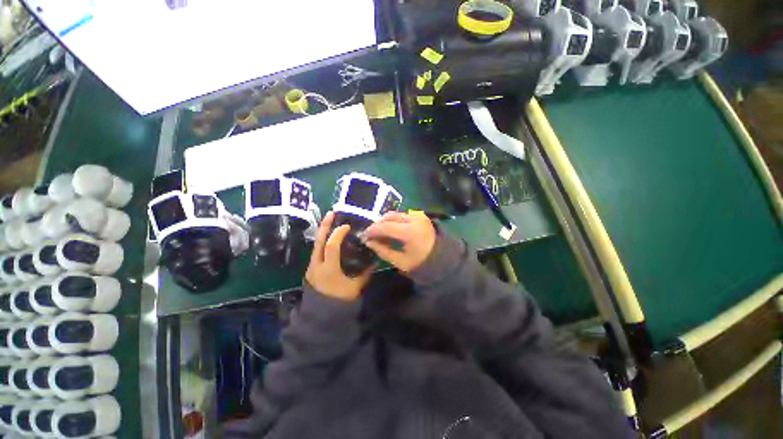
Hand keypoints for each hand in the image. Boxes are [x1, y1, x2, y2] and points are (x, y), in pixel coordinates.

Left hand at [305, 211, 372, 300]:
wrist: (321, 315)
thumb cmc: (339, 301)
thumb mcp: (355, 287)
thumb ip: (365, 274)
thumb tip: (374, 262)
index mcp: (328, 269)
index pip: (331, 246)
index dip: (338, 234)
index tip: (346, 226)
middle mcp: (317, 265)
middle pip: (319, 241)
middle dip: (325, 225)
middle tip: (331, 213)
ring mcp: (312, 266)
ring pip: (316, 244)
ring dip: (323, 231)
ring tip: (330, 221)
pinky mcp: (312, 268)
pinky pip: (317, 250)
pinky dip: (323, 241)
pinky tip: (329, 237)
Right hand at [362, 211, 435, 272]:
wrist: (442, 259)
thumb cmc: (421, 263)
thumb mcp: (400, 261)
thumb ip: (382, 250)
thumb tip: (368, 242)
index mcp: (410, 232)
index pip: (385, 227)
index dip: (372, 231)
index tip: (363, 236)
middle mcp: (414, 219)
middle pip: (389, 217)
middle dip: (377, 225)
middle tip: (369, 235)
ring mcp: (418, 216)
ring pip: (395, 214)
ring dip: (384, 222)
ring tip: (378, 233)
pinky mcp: (420, 215)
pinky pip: (402, 215)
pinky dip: (393, 221)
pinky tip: (389, 230)